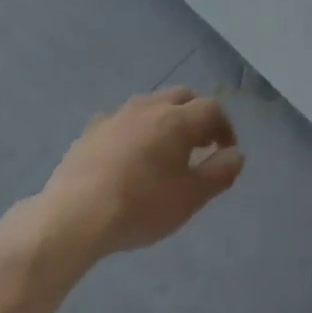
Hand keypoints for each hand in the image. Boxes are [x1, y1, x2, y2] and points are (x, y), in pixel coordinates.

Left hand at [40, 88, 244, 257]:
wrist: (74, 216)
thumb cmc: (141, 207)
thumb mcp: (189, 198)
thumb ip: (219, 173)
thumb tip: (236, 155)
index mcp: (177, 119)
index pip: (212, 108)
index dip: (225, 126)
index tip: (226, 151)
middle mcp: (149, 106)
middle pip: (182, 96)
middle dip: (197, 114)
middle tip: (201, 143)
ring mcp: (117, 115)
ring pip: (151, 104)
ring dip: (166, 118)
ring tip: (166, 149)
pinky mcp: (92, 130)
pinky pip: (123, 120)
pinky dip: (135, 130)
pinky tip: (129, 155)